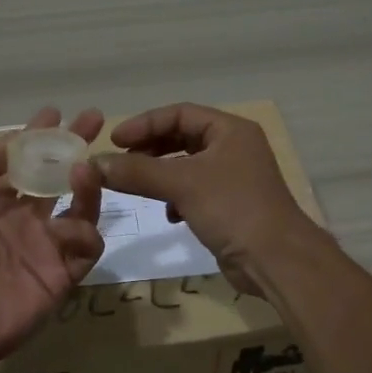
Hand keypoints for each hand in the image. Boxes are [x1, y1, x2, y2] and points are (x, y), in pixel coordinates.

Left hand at [0, 107, 105, 372]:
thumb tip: (13, 139)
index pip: (25, 162)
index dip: (39, 137)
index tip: (54, 112)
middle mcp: (26, 219)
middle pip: (59, 176)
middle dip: (76, 147)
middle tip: (94, 120)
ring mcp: (48, 245)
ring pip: (82, 206)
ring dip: (86, 184)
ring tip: (85, 168)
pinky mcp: (65, 273)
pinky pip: (88, 245)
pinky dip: (85, 230)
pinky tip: (69, 225)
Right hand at [92, 103, 317, 295]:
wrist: (276, 259)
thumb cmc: (232, 208)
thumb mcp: (182, 184)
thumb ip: (138, 172)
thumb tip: (96, 164)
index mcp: (230, 130)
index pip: (180, 113)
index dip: (145, 124)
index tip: (115, 140)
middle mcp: (234, 147)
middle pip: (182, 137)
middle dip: (150, 149)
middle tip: (120, 162)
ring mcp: (234, 177)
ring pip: (187, 166)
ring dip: (160, 174)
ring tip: (136, 186)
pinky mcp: (230, 205)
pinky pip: (195, 191)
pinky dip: (176, 197)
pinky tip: (169, 214)